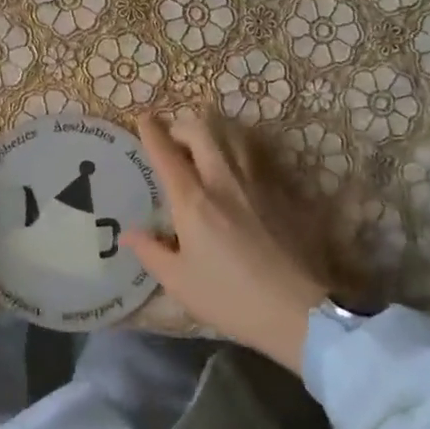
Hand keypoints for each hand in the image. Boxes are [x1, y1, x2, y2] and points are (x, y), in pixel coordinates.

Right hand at [120, 108, 335, 372]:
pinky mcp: (284, 191)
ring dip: (215, 131)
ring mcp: (258, 182)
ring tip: (206, 143)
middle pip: (202, 130)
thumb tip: (129, 234)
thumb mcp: (180, 282)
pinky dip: (242, 151)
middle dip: (183, 125)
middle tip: (174, 138)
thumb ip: (151, 252)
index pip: (166, 153)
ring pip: (234, 135)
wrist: (300, 310)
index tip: (143, 118)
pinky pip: (259, 156)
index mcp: (193, 200)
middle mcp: (224, 179)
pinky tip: (240, 167)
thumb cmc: (232, 299)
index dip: (151, 131)